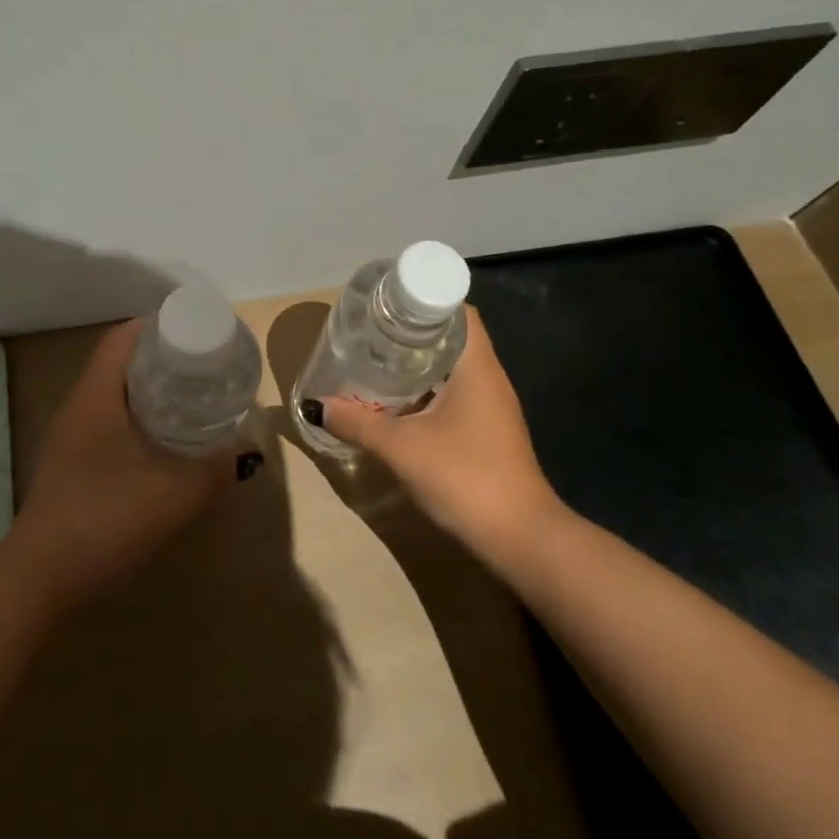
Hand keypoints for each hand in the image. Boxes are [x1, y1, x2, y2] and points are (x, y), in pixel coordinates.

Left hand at [13, 320, 239, 608]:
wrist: (39, 580)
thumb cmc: (104, 520)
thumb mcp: (174, 495)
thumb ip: (215, 470)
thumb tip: (246, 452)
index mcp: (96, 395)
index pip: (122, 337)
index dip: (158, 327)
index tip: (196, 334)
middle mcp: (78, 406)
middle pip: (119, 362)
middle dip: (160, 359)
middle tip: (203, 368)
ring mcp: (70, 437)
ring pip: (113, 394)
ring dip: (148, 391)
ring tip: (190, 400)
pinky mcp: (70, 464)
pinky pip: (107, 422)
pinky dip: (136, 420)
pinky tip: (162, 444)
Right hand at [308, 307, 560, 559]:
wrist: (520, 540)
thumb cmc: (464, 477)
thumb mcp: (401, 447)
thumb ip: (358, 423)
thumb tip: (317, 404)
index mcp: (477, 367)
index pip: (458, 310)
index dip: (425, 298)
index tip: (389, 303)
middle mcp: (489, 379)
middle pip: (452, 337)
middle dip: (413, 332)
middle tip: (373, 332)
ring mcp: (493, 408)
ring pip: (453, 369)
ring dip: (419, 364)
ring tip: (378, 361)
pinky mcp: (490, 433)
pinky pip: (456, 395)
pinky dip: (428, 391)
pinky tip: (399, 404)